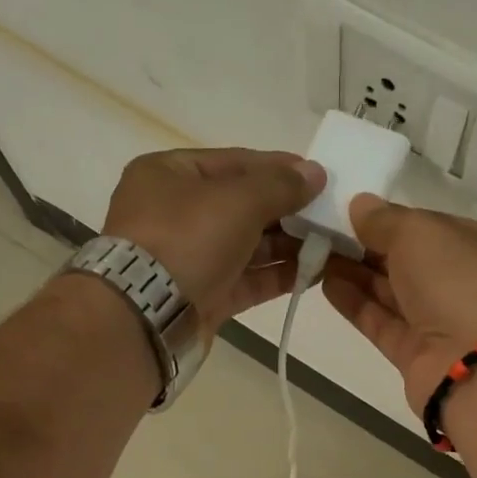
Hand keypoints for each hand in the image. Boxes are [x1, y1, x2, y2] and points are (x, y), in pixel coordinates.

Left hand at [102, 148, 325, 332]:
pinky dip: (276, 275)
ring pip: (246, 246)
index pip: (234, 162)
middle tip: (329, 215)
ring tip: (329, 245)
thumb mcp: (238, 200)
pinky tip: (312, 273)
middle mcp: (175, 214)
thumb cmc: (187, 239)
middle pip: (241, 205)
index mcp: (169, 175)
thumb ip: (280, 185)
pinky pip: (246, 280)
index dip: (278, 167)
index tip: (318, 177)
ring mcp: (188, 259)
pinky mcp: (202, 297)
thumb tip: (315, 173)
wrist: (147, 315)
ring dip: (287, 245)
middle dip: (287, 210)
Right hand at [321, 194, 476, 414]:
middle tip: (325, 233)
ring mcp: (442, 324)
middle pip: (410, 262)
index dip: (393, 220)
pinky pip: (383, 324)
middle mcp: (465, 285)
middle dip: (369, 248)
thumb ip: (385, 219)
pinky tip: (327, 285)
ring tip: (317, 255)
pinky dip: (357, 305)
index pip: (432, 228)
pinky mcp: (417, 356)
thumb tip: (360, 206)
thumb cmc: (461, 283)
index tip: (353, 213)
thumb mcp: (421, 233)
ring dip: (357, 274)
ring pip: (393, 294)